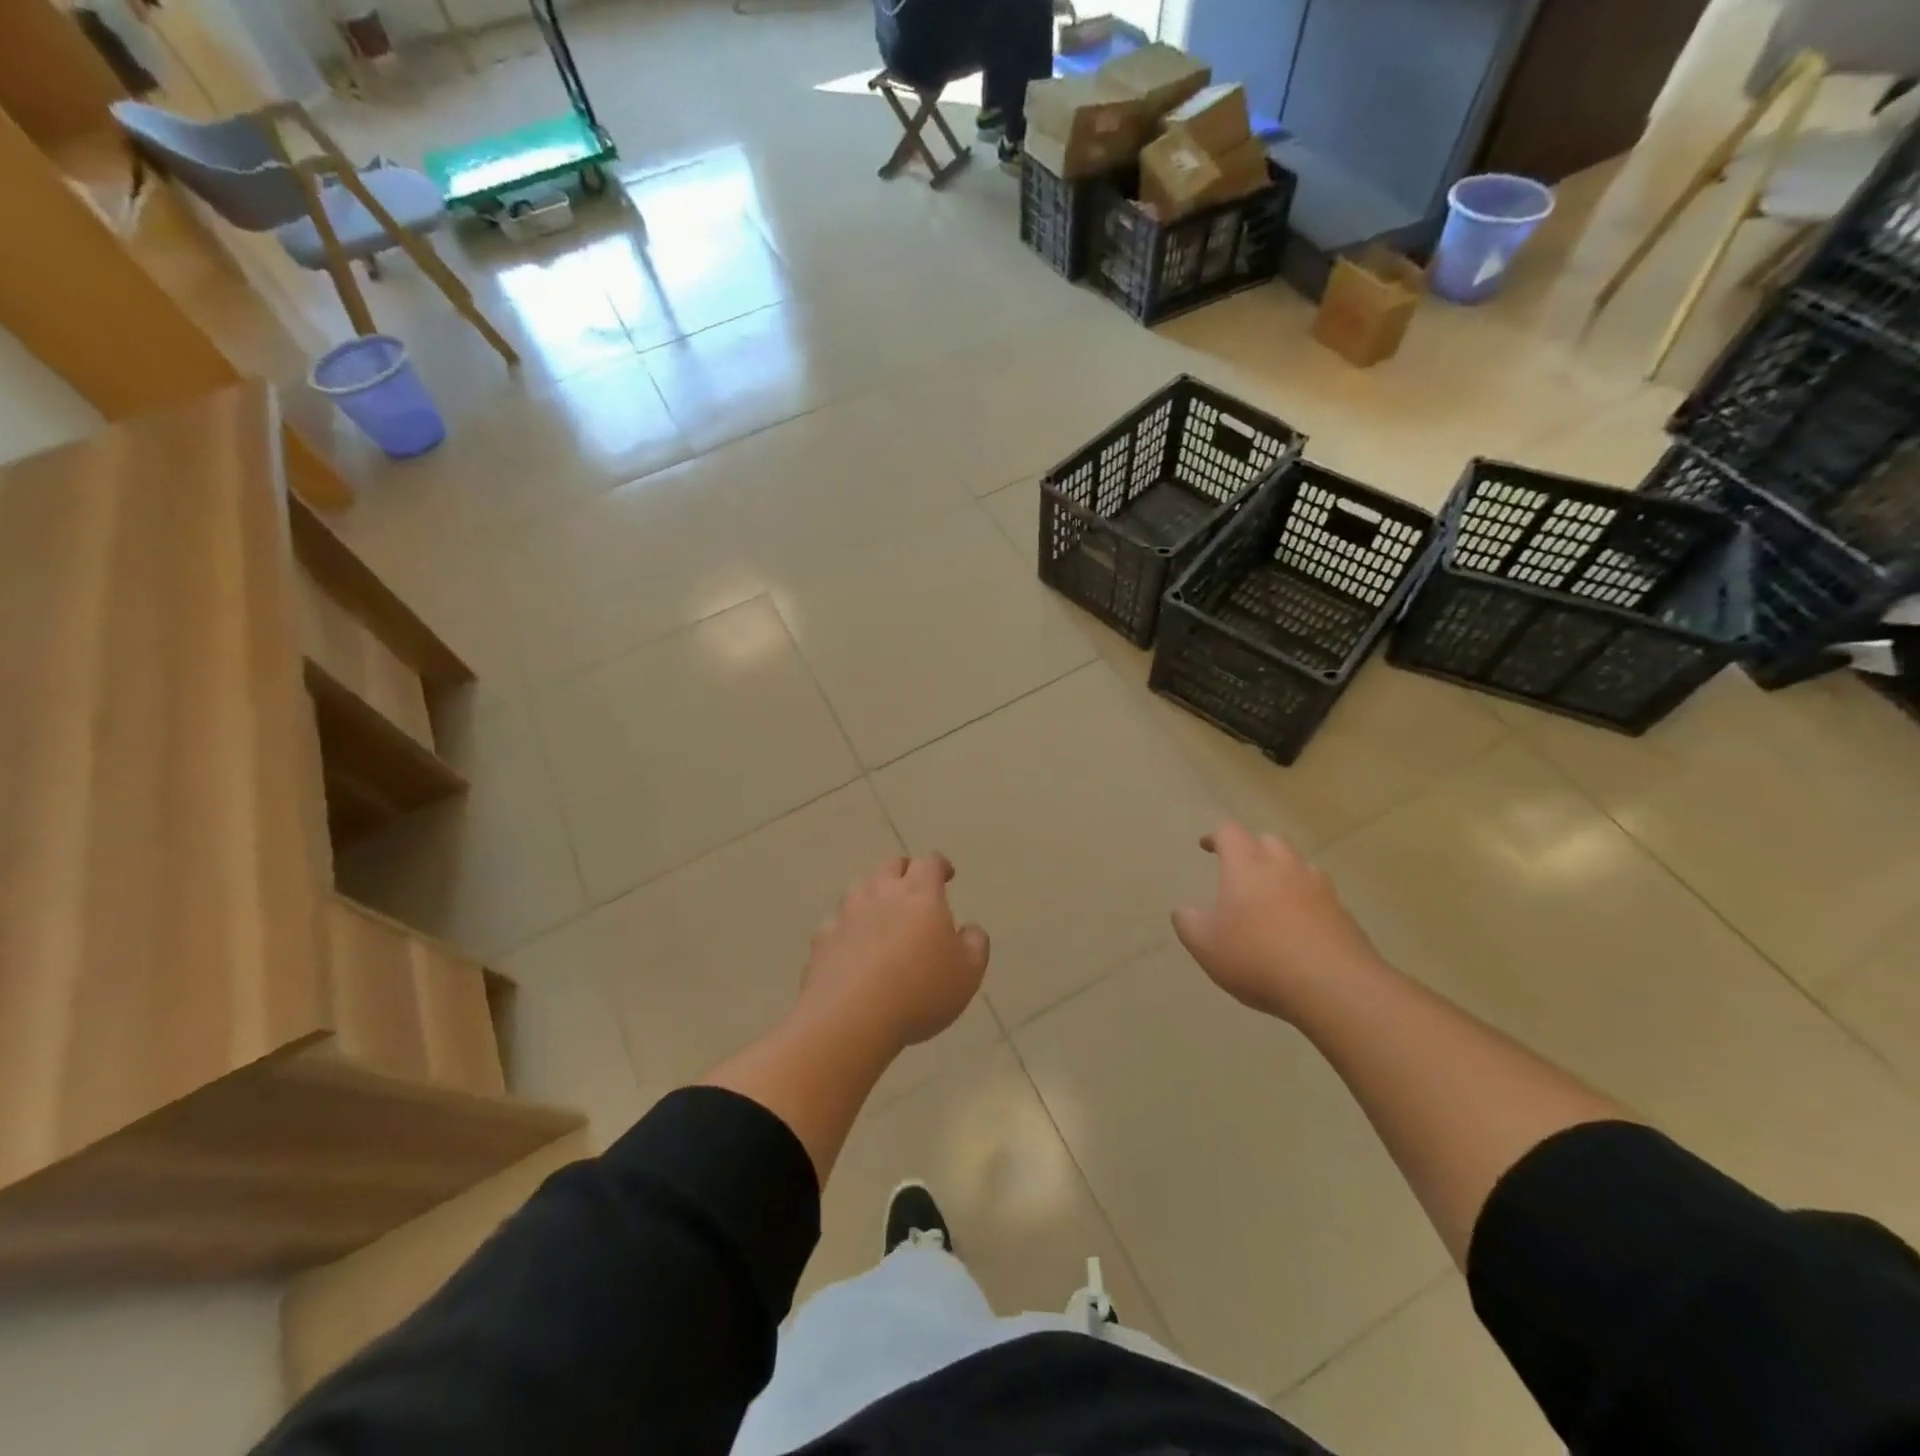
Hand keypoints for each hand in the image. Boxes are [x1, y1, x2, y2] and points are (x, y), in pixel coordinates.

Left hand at [800, 855, 989, 1052]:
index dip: (940, 865)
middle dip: (904, 870)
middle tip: (913, 886)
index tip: (947, 875)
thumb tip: (969, 929)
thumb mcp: (969, 972)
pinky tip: (852, 949)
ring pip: (859, 889)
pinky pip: (836, 925)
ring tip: (882, 915)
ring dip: (873, 895)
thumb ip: (975, 943)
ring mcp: (847, 914)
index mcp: (920, 894)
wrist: (852, 1018)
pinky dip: (846, 929)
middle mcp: (881, 893)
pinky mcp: (822, 939)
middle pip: (890, 866)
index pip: (930, 863)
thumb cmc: (920, 990)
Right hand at [1172, 823, 1379, 1021]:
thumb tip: (1184, 911)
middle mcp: (1285, 866)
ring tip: (1271, 897)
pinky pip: (1320, 896)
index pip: (1230, 832)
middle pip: (1269, 841)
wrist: (1335, 988)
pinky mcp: (1344, 914)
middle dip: (1253, 850)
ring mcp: (1320, 888)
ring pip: (1299, 866)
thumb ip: (1188, 923)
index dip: (1216, 837)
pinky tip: (1299, 928)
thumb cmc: (1257, 958)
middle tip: (1241, 870)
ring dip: (1283, 873)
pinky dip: (1306, 902)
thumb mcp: (1205, 945)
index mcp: (1247, 865)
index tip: (1206, 846)